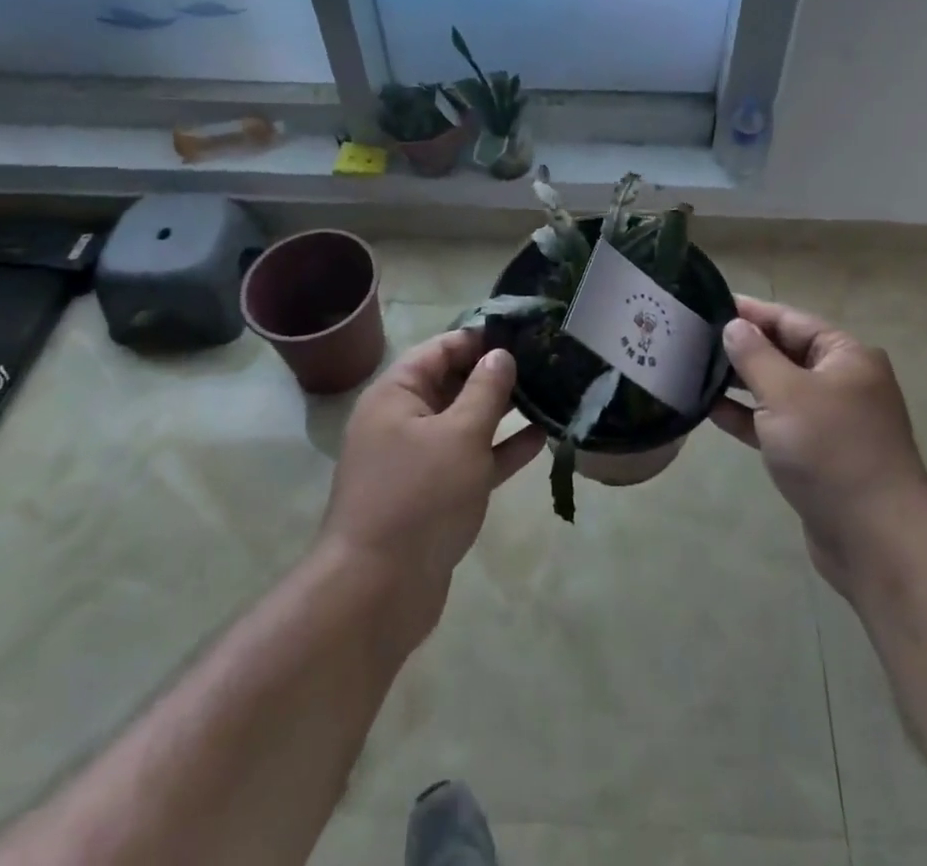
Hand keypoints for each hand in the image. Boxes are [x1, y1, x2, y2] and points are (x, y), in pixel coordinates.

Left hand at [318, 330, 544, 639]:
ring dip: (503, 411)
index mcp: (396, 394)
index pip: (442, 348)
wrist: (376, 593)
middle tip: (545, 362)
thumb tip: (501, 354)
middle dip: (496, 373)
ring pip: (465, 423)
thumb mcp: (459, 434)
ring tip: (549, 394)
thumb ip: (485, 390)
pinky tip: (540, 438)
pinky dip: (500, 449)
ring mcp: (417, 460)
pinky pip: (470, 459)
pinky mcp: (434, 495)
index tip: (525, 333)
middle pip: (453, 383)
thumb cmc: (418, 498)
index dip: (482, 338)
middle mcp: (403, 420)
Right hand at [712, 296, 926, 596]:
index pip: (790, 320)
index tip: (709, 303)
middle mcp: (842, 382)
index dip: (750, 311)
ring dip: (741, 383)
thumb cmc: (832, 451)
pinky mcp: (818, 456)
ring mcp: (831, 421)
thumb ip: (755, 356)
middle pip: (785, 353)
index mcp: (845, 356)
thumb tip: (734, 326)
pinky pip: (777, 424)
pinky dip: (749, 417)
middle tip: (694, 338)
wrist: (877, 540)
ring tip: (695, 370)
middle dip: (743, 347)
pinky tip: (711, 410)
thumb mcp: (786, 394)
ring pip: (778, 390)